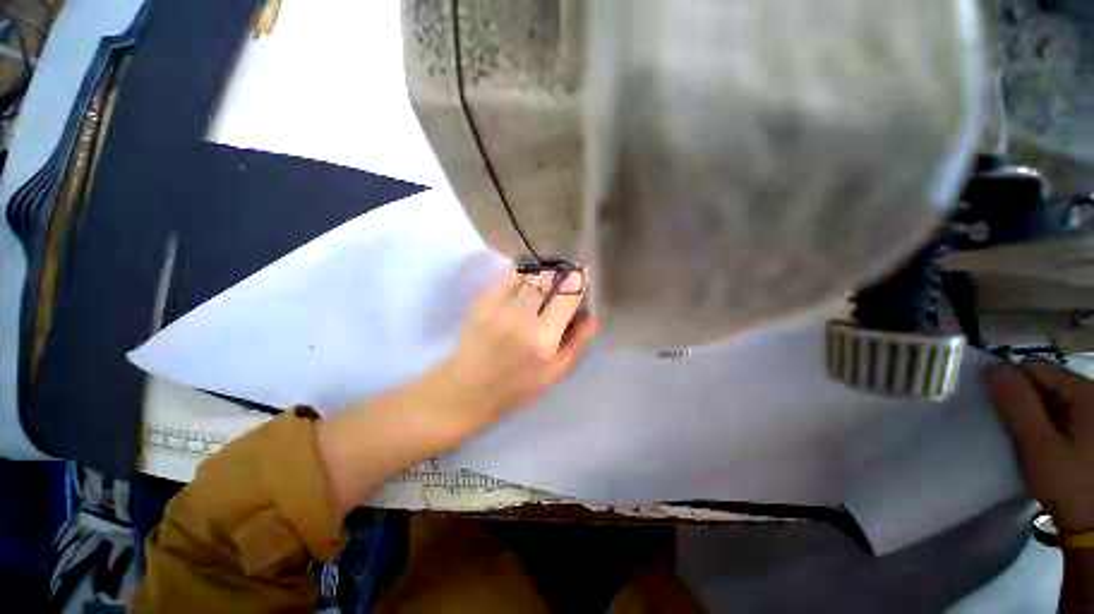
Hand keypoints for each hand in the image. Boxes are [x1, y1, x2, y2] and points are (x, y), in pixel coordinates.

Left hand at [421, 267, 596, 437]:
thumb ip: (577, 343)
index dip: (578, 279)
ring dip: (541, 271)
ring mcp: (497, 306)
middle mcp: (520, 317)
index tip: (583, 273)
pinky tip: (526, 282)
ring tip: (546, 277)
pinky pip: (507, 276)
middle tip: (565, 273)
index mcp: (543, 339)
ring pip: (526, 272)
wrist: (467, 389)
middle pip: (546, 277)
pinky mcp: (481, 301)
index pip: (567, 295)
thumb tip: (591, 315)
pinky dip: (522, 274)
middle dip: (560, 271)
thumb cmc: (516, 386)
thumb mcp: (555, 373)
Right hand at [986, 359, 1093, 532]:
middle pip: (1047, 383)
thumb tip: (993, 370)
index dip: (1012, 385)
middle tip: (1020, 434)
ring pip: (1056, 399)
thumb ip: (1017, 405)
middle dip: (1028, 403)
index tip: (1002, 413)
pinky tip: (1050, 449)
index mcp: (1085, 391)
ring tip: (1035, 445)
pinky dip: (1053, 427)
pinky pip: (1067, 413)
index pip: (1034, 367)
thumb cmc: (1070, 484)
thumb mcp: (1039, 448)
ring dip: (1039, 417)